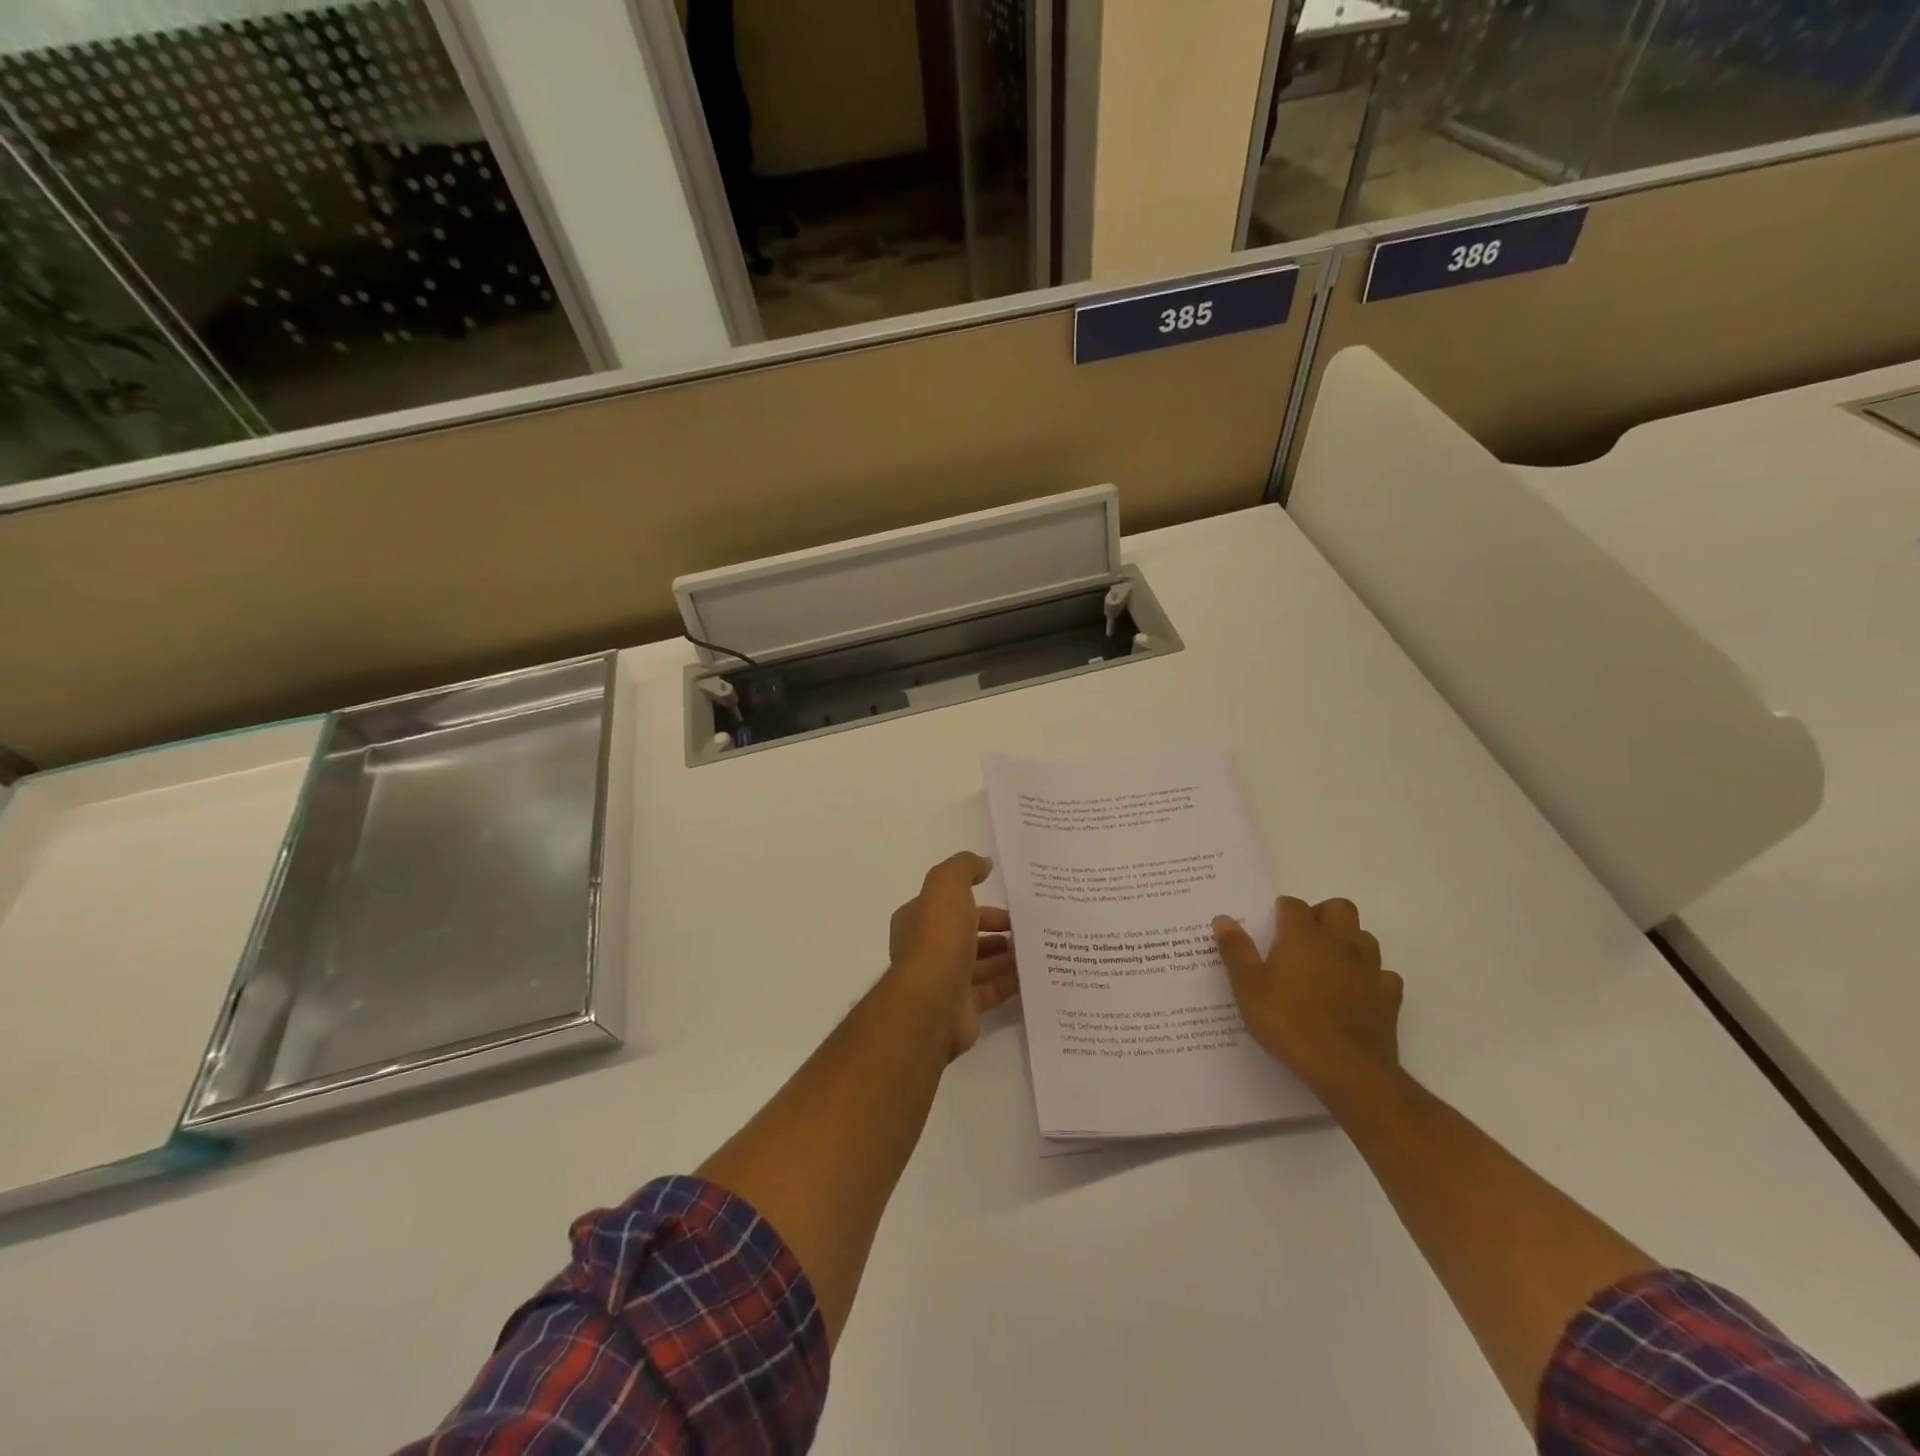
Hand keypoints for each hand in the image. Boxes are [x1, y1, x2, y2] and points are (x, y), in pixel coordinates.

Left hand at [888, 852, 1018, 1056]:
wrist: (932, 1003)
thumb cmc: (938, 939)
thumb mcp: (948, 886)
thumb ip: (964, 868)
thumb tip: (984, 863)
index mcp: (917, 919)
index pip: (950, 906)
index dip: (979, 904)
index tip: (1009, 906)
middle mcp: (927, 949)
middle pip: (966, 935)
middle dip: (994, 930)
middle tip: (1024, 929)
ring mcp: (943, 981)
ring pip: (979, 964)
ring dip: (1004, 956)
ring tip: (1034, 949)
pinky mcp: (961, 1009)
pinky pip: (990, 991)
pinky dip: (1010, 982)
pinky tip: (1032, 974)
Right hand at [1213, 897, 1402, 1102]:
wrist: (1346, 1069)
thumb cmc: (1289, 1023)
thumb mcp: (1248, 988)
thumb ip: (1236, 950)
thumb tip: (1223, 918)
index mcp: (1303, 936)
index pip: (1293, 905)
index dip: (1280, 912)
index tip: (1270, 930)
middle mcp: (1340, 942)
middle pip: (1339, 908)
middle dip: (1321, 915)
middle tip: (1302, 940)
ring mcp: (1369, 968)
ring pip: (1365, 937)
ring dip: (1348, 942)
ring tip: (1328, 964)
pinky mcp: (1389, 996)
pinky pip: (1383, 974)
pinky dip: (1370, 977)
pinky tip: (1356, 993)